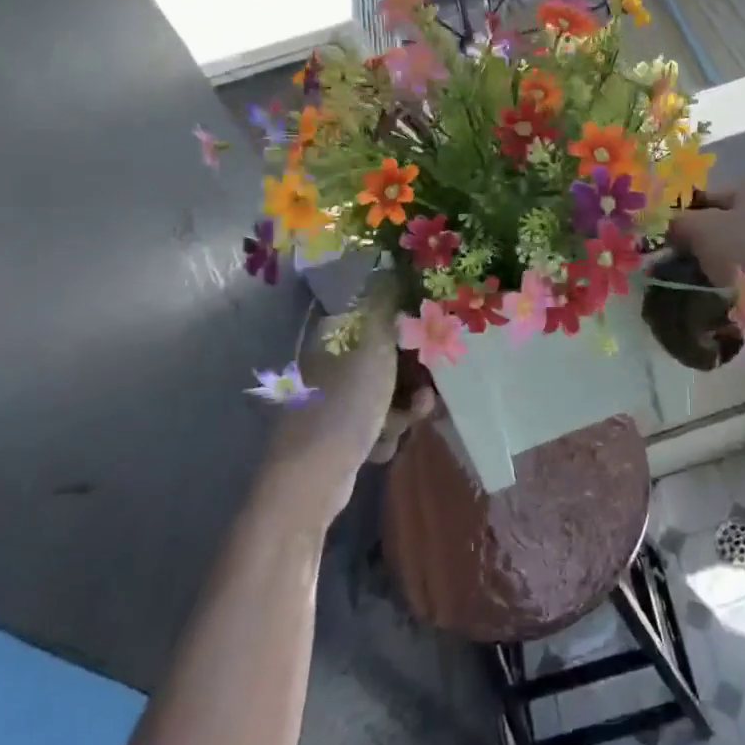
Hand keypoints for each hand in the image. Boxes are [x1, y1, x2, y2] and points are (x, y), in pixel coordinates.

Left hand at [258, 286, 434, 531]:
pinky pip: (378, 425)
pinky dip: (384, 435)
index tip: (432, 346)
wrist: (312, 479)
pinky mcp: (339, 435)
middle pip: (390, 361)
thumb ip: (386, 306)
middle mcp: (332, 365)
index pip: (381, 321)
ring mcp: (334, 402)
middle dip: (412, 381)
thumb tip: (392, 264)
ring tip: (400, 425)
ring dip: (402, 412)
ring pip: (388, 396)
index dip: (411, 332)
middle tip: (424, 396)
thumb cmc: (345, 405)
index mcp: (334, 338)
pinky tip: (378, 447)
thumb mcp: (372, 347)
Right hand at [667, 177, 744, 351]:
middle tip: (667, 275)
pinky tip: (717, 311)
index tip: (655, 248)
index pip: (702, 197)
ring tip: (689, 298)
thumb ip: (677, 224)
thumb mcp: (705, 232)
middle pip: (718, 229)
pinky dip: (733, 296)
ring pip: (731, 259)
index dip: (676, 220)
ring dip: (710, 277)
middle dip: (693, 252)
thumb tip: (663, 227)